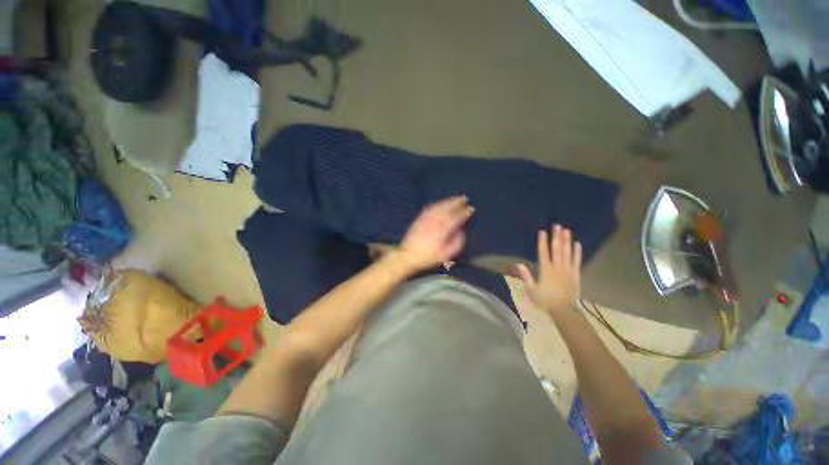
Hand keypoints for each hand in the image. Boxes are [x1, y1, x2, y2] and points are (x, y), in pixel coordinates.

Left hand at [396, 196, 473, 272]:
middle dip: (457, 202)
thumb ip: (456, 243)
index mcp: (442, 230)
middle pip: (448, 209)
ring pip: (439, 206)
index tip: (471, 209)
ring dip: (448, 201)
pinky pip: (430, 208)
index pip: (456, 218)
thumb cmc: (428, 257)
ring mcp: (426, 219)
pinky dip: (438, 204)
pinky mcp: (420, 218)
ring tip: (456, 199)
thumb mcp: (446, 255)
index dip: (464, 212)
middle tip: (465, 198)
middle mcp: (435, 221)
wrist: (407, 255)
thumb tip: (462, 232)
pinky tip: (441, 203)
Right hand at [517, 225, 581, 315]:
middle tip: (557, 225)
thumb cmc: (545, 300)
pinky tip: (577, 244)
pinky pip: (577, 261)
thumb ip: (526, 276)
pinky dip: (577, 252)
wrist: (563, 310)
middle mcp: (557, 267)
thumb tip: (519, 264)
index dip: (543, 241)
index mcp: (546, 270)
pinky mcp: (576, 274)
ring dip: (567, 241)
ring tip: (567, 230)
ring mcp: (568, 270)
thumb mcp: (531, 289)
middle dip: (557, 237)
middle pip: (557, 249)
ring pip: (567, 253)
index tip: (543, 231)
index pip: (544, 252)